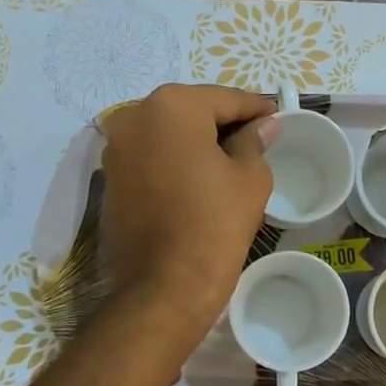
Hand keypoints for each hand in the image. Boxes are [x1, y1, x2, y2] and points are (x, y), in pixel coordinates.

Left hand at [99, 84, 278, 335]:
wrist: (163, 286)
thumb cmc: (215, 224)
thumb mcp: (250, 178)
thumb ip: (255, 141)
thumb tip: (265, 124)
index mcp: (172, 106)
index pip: (224, 99)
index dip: (255, 109)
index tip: (277, 118)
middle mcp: (135, 116)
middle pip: (191, 112)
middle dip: (223, 123)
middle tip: (256, 140)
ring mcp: (116, 148)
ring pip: (168, 134)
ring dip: (197, 142)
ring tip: (229, 162)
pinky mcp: (109, 178)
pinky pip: (151, 157)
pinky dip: (174, 161)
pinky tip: (198, 180)